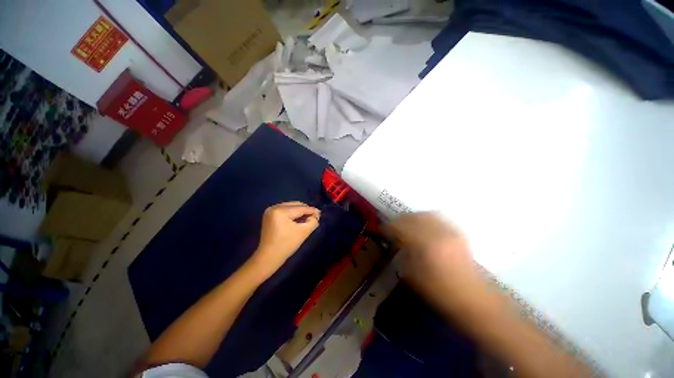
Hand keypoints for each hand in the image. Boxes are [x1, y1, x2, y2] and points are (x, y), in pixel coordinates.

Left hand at [250, 202, 320, 277]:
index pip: (300, 208)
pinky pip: (285, 210)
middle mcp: (274, 207)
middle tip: (314, 216)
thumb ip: (313, 221)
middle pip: (295, 205)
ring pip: (290, 207)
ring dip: (299, 212)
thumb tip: (315, 215)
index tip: (320, 213)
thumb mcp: (303, 232)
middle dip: (305, 210)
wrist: (268, 257)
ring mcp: (270, 211)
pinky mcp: (269, 215)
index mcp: (281, 211)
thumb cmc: (286, 245)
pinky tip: (298, 219)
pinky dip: (292, 213)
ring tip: (307, 218)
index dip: (312, 210)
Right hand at [384, 212, 483, 309]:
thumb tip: (396, 241)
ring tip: (406, 223)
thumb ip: (403, 254)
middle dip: (399, 220)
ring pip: (426, 214)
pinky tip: (423, 224)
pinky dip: (427, 218)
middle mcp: (438, 234)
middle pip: (413, 217)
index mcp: (425, 246)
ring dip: (412, 217)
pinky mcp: (458, 233)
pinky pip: (439, 218)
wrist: (475, 300)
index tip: (381, 230)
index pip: (400, 228)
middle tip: (392, 226)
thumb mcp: (414, 276)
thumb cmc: (440, 293)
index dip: (388, 227)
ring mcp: (450, 232)